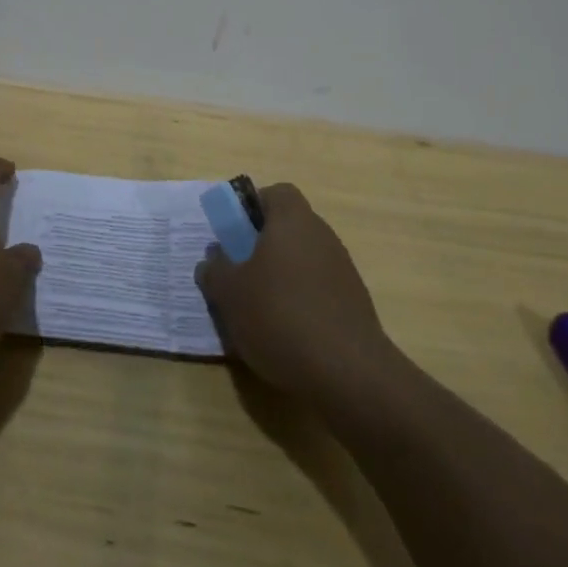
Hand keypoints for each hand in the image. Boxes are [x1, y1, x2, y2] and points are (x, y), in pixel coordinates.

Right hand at [196, 183, 390, 400]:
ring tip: (258, 311)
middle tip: (239, 274)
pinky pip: (319, 290)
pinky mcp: (355, 304)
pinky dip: (301, 303)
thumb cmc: (280, 316)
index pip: (275, 193)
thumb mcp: (230, 293)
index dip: (252, 208)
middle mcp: (322, 235)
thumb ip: (215, 270)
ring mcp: (343, 270)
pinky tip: (287, 335)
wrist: (348, 373)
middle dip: (262, 247)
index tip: (234, 235)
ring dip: (281, 278)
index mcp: (293, 219)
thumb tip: (213, 260)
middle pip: (288, 228)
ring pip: (303, 261)